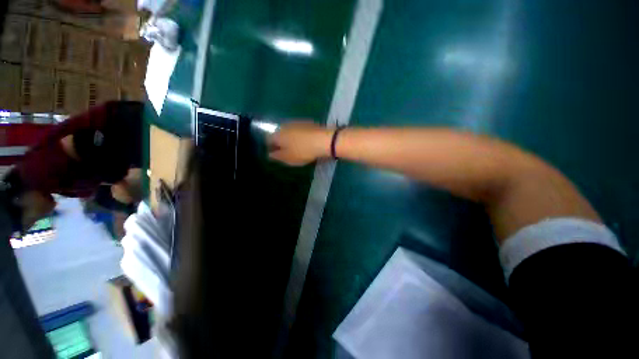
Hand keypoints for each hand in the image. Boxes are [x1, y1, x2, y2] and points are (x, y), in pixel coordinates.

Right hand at [268, 121, 332, 165]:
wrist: (323, 140)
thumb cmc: (303, 151)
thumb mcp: (288, 158)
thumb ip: (277, 156)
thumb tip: (269, 154)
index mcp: (277, 134)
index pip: (268, 139)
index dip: (270, 147)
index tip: (275, 154)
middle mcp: (284, 126)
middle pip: (278, 134)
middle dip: (280, 142)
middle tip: (286, 152)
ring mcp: (296, 122)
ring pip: (288, 131)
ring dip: (289, 138)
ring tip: (296, 147)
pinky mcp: (306, 122)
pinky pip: (298, 130)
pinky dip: (298, 136)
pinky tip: (304, 142)